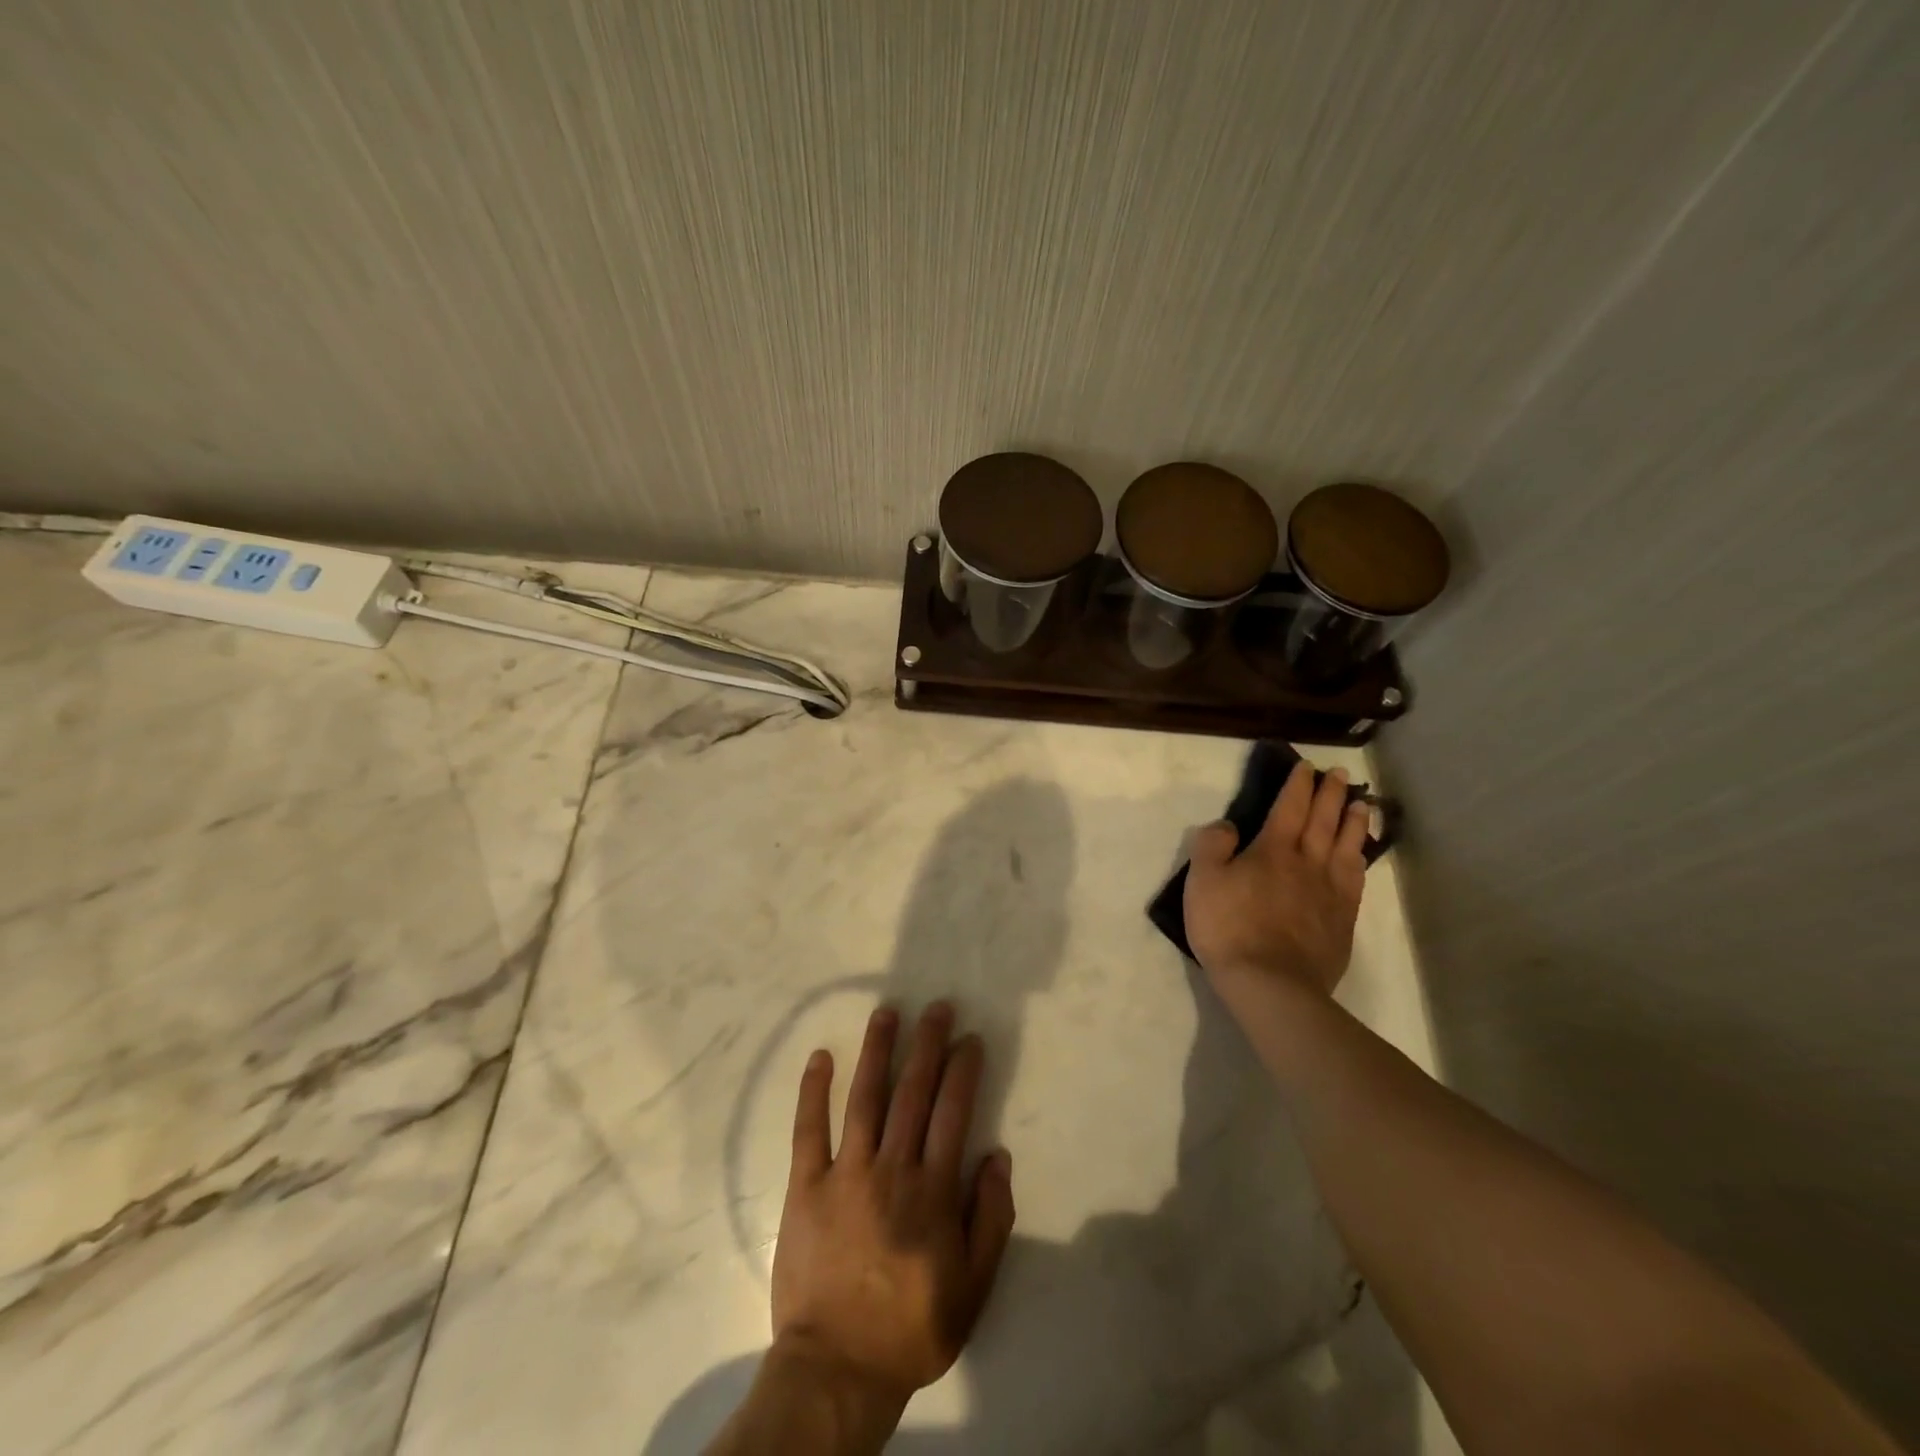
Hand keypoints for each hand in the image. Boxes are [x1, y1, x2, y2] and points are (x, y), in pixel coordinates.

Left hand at [768, 1002, 1015, 1435]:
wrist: (837, 1369)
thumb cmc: (911, 1328)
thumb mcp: (973, 1287)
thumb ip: (991, 1219)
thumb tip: (998, 1155)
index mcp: (933, 1190)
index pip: (953, 1111)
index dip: (963, 1070)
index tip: (969, 1038)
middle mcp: (892, 1168)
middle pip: (913, 1092)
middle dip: (927, 1044)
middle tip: (936, 1007)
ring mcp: (845, 1173)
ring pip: (865, 1098)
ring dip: (877, 1051)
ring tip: (887, 1013)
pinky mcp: (806, 1186)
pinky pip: (809, 1129)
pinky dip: (814, 1091)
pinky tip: (820, 1056)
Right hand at [1183, 761, 1368, 1020]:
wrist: (1270, 983)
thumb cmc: (1229, 928)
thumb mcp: (1202, 881)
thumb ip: (1212, 845)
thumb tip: (1228, 825)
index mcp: (1272, 850)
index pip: (1289, 808)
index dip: (1298, 785)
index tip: (1307, 767)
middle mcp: (1307, 863)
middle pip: (1323, 821)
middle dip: (1331, 795)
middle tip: (1341, 774)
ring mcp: (1330, 892)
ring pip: (1347, 847)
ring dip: (1354, 822)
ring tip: (1362, 804)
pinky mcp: (1342, 919)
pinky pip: (1356, 880)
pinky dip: (1361, 859)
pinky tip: (1361, 856)